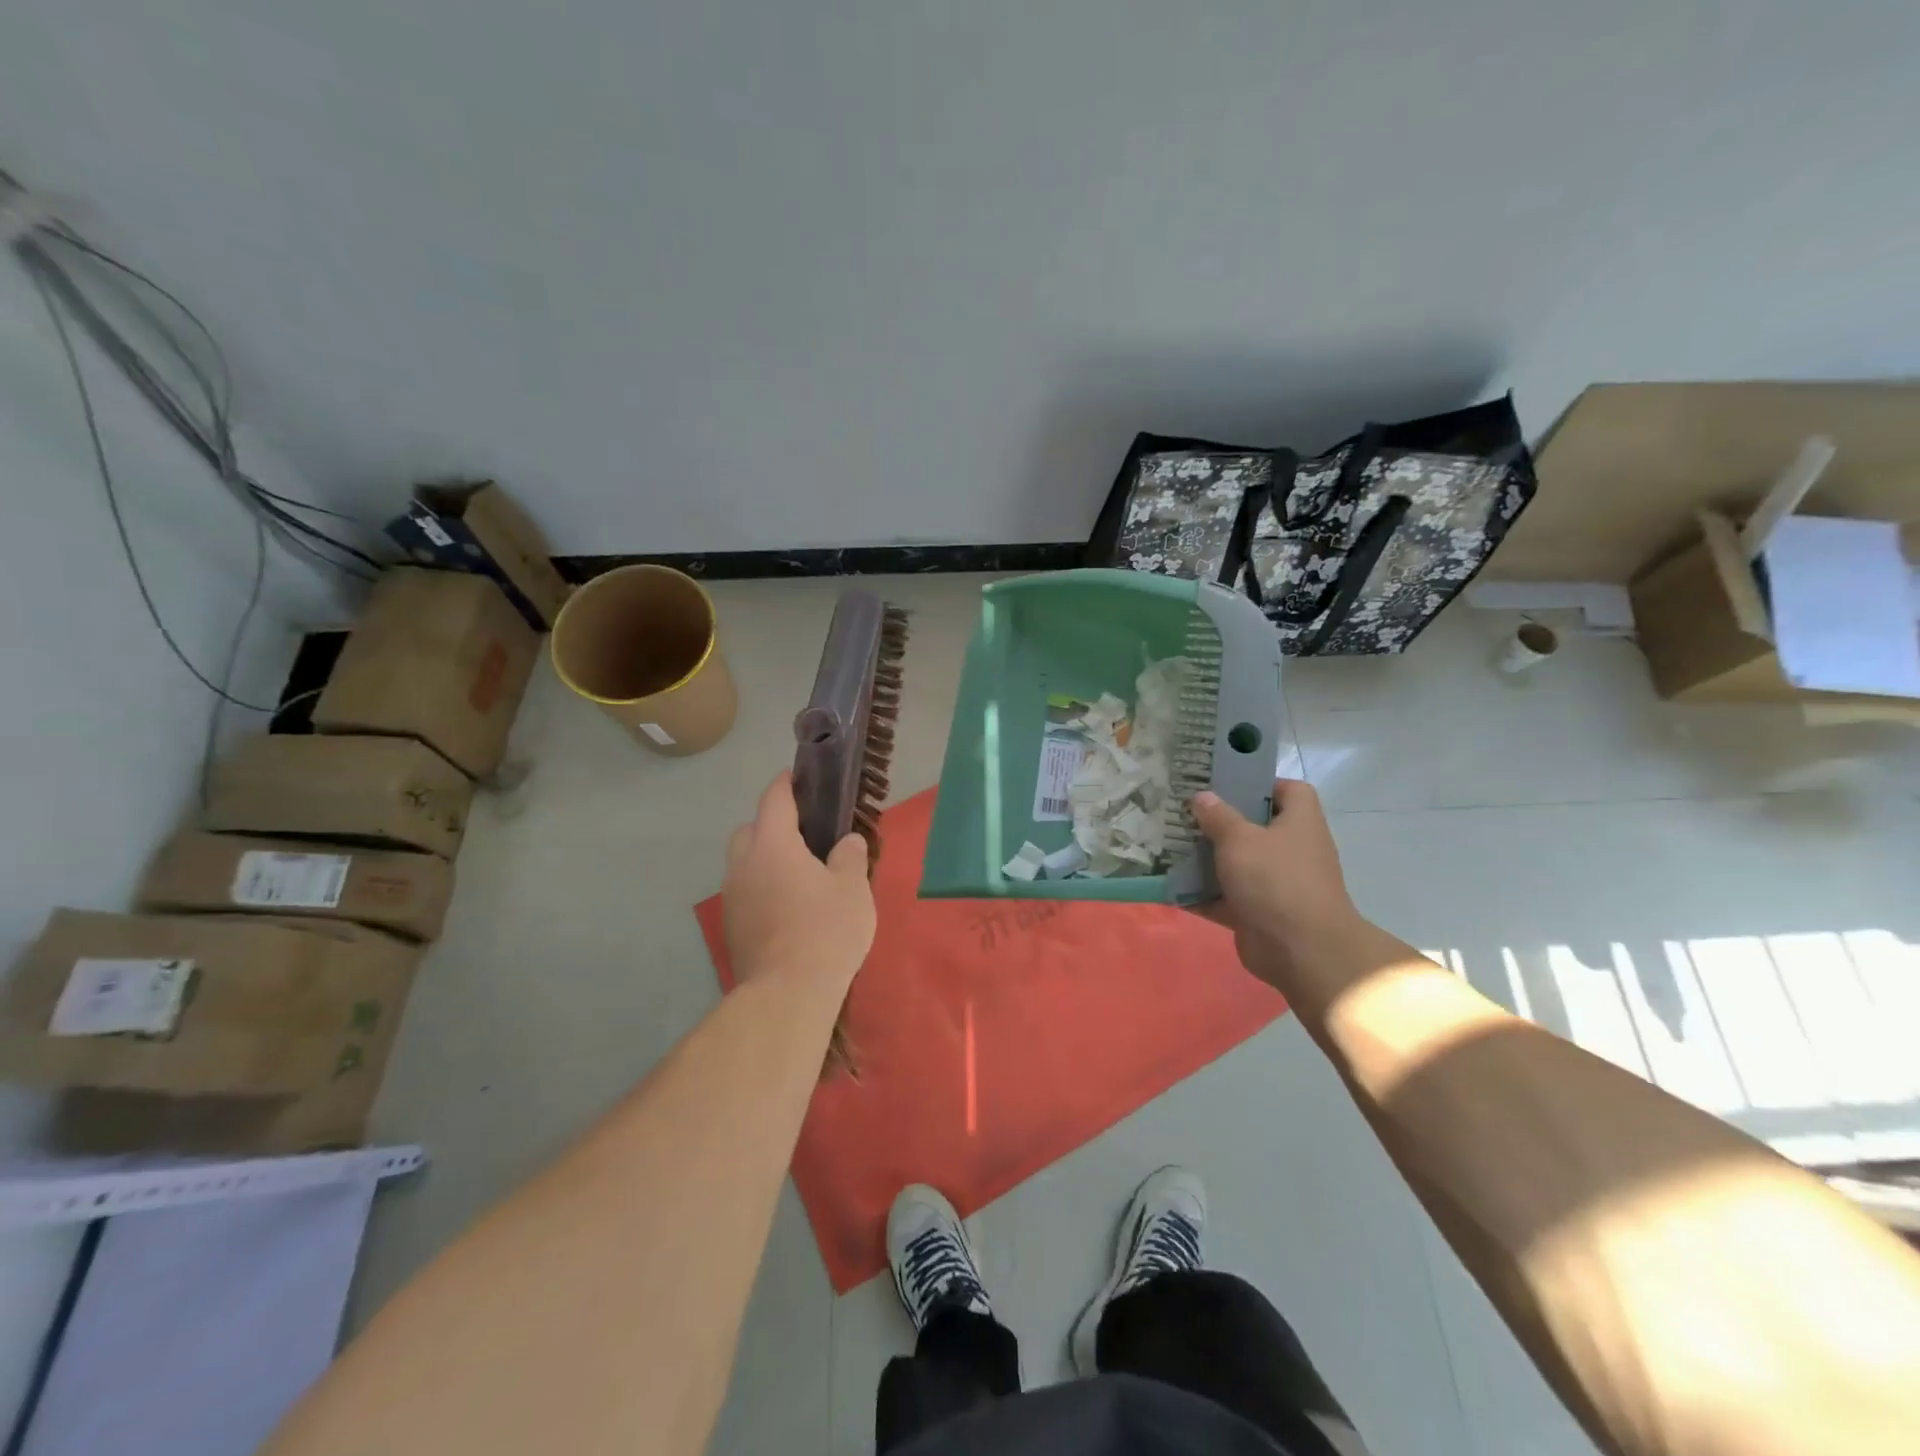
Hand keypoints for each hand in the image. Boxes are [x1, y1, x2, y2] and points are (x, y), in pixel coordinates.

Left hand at [722, 772, 876, 990]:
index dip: (787, 784)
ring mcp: (731, 896)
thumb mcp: (853, 889)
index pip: (774, 799)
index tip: (800, 777)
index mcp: (772, 844)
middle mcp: (743, 863)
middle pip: (750, 829)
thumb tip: (846, 842)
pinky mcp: (731, 925)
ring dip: (765, 858)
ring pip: (744, 862)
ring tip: (799, 874)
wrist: (787, 994)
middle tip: (805, 835)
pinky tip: (787, 906)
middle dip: (772, 824)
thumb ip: (850, 857)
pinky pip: (745, 890)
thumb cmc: (825, 930)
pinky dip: (761, 886)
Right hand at [1190, 780, 1360, 982]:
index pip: (1290, 791)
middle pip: (1256, 827)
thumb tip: (1202, 796)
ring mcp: (1276, 884)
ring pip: (1237, 864)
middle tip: (1185, 813)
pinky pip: (1225, 898)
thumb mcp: (1240, 839)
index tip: (1226, 784)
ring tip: (1170, 845)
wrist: (1301, 951)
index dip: (1261, 783)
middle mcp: (1291, 850)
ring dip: (1207, 859)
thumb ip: (1218, 816)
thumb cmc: (1275, 879)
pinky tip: (1170, 887)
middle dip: (1221, 822)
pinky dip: (1202, 895)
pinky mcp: (1259, 914)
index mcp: (1299, 822)